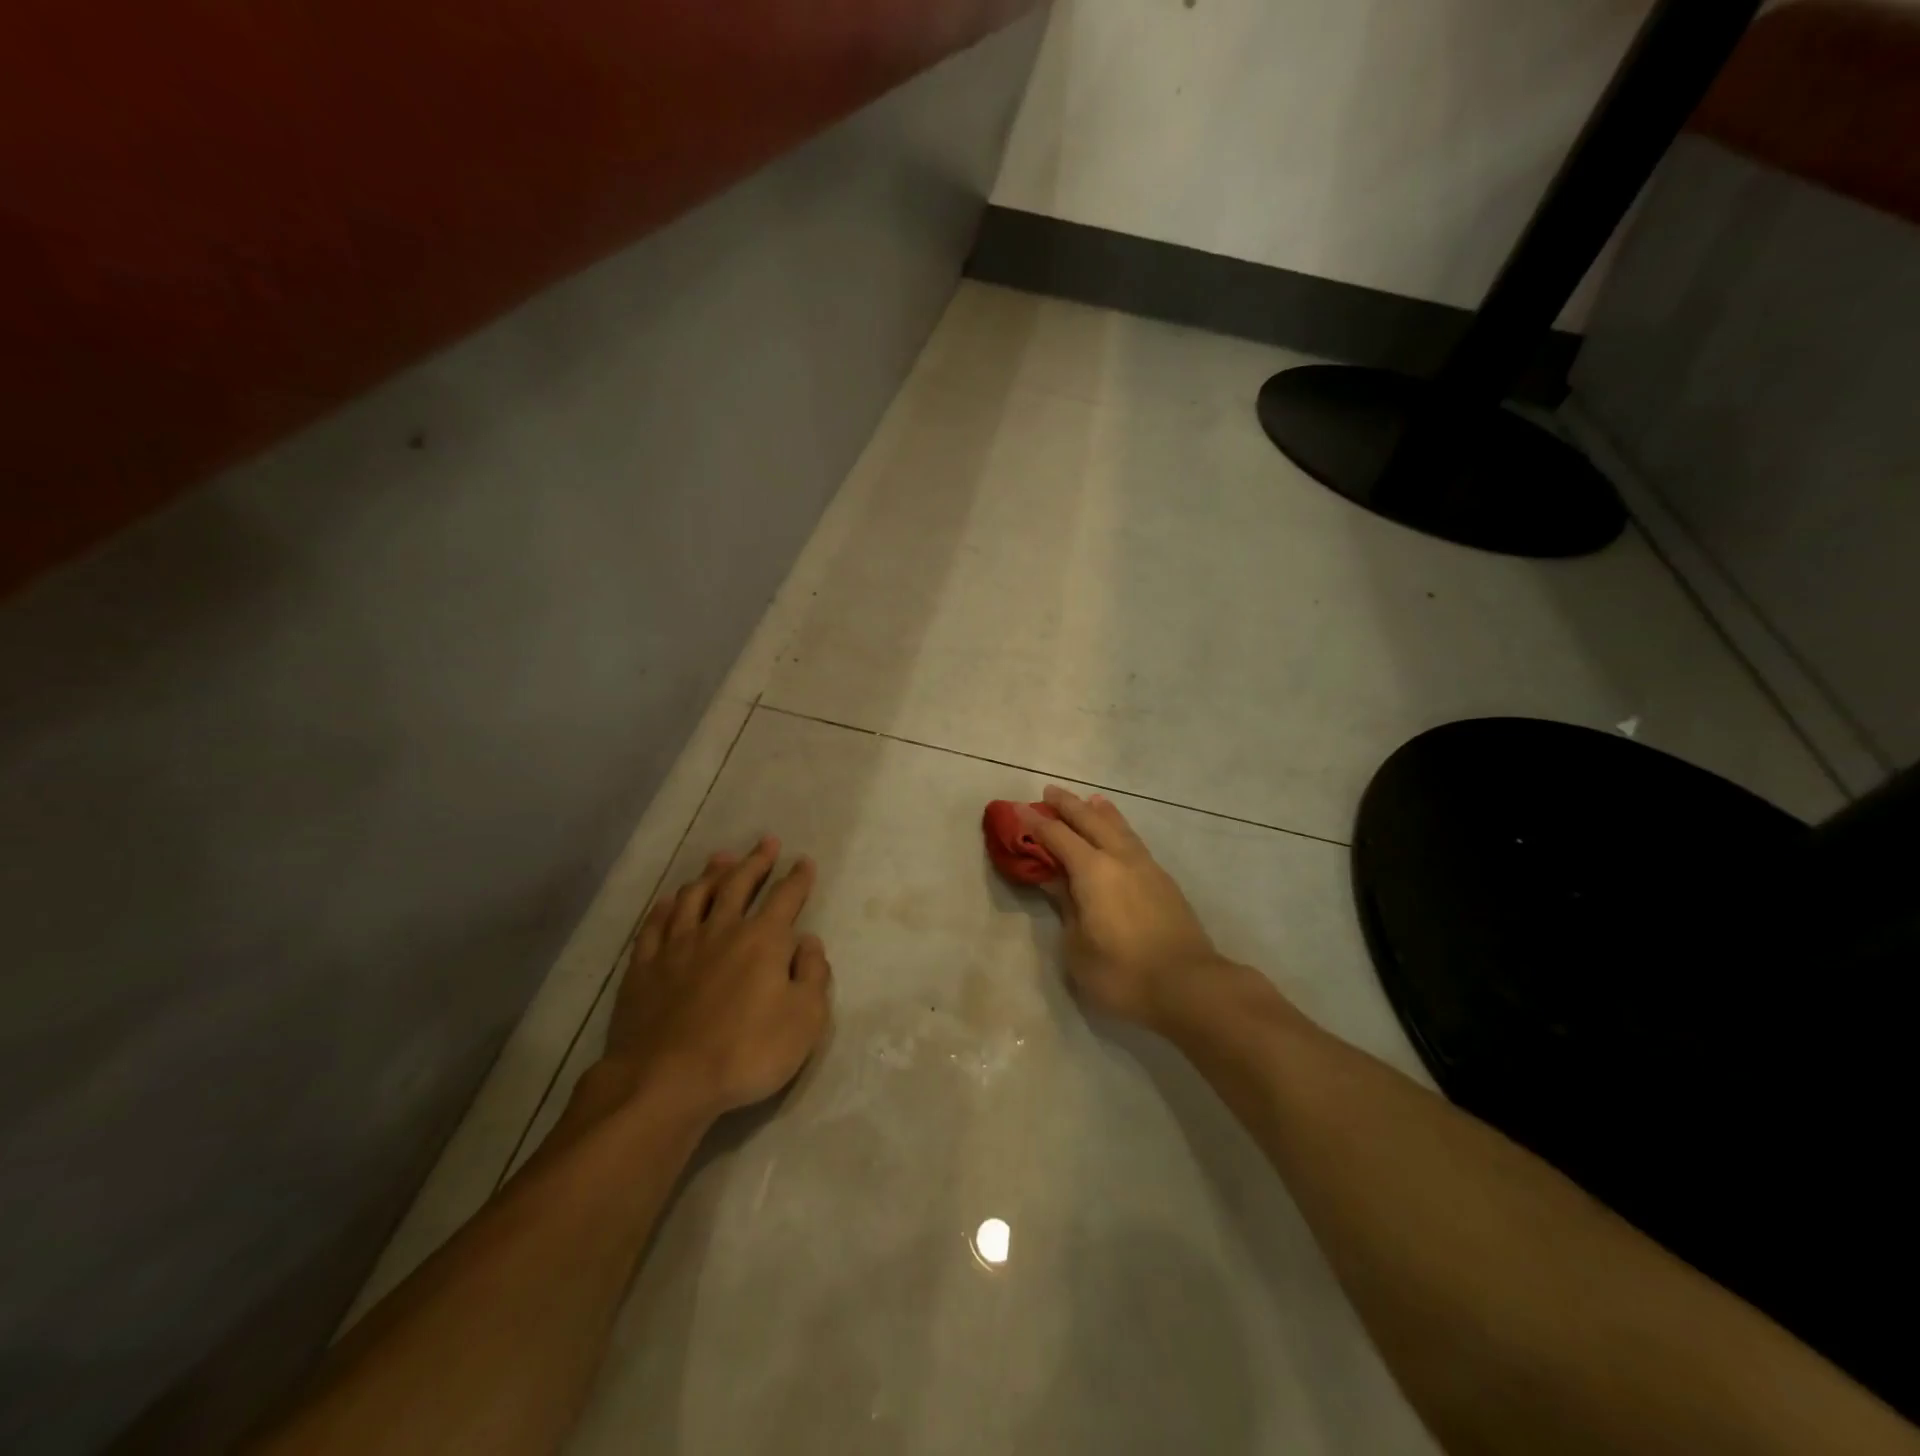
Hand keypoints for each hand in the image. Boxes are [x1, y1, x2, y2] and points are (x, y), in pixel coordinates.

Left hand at [599, 837, 831, 1123]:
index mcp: (762, 940)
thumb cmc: (746, 1052)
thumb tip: (808, 942)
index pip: (785, 897)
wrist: (666, 1082)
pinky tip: (671, 900)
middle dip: (756, 861)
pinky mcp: (645, 967)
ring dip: (711, 874)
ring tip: (721, 858)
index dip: (797, 878)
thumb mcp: (804, 1020)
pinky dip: (667, 907)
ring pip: (695, 896)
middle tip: (766, 842)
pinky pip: (656, 924)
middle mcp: (720, 930)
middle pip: (739, 885)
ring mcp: (678, 946)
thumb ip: (812, 975)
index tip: (803, 861)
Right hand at [1022, 787, 1227, 1029]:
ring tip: (1090, 800)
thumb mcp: (1077, 947)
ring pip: (1118, 828)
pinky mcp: (1164, 882)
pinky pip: (1134, 841)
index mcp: (1093, 871)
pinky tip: (1120, 834)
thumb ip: (1067, 908)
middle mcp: (1119, 858)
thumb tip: (1058, 882)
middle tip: (1050, 791)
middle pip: (1090, 821)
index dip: (1036, 823)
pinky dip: (1120, 828)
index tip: (1018, 809)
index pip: (1057, 837)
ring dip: (1100, 812)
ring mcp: (1146, 867)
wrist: (1189, 986)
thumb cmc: (1123, 973)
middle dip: (1068, 805)